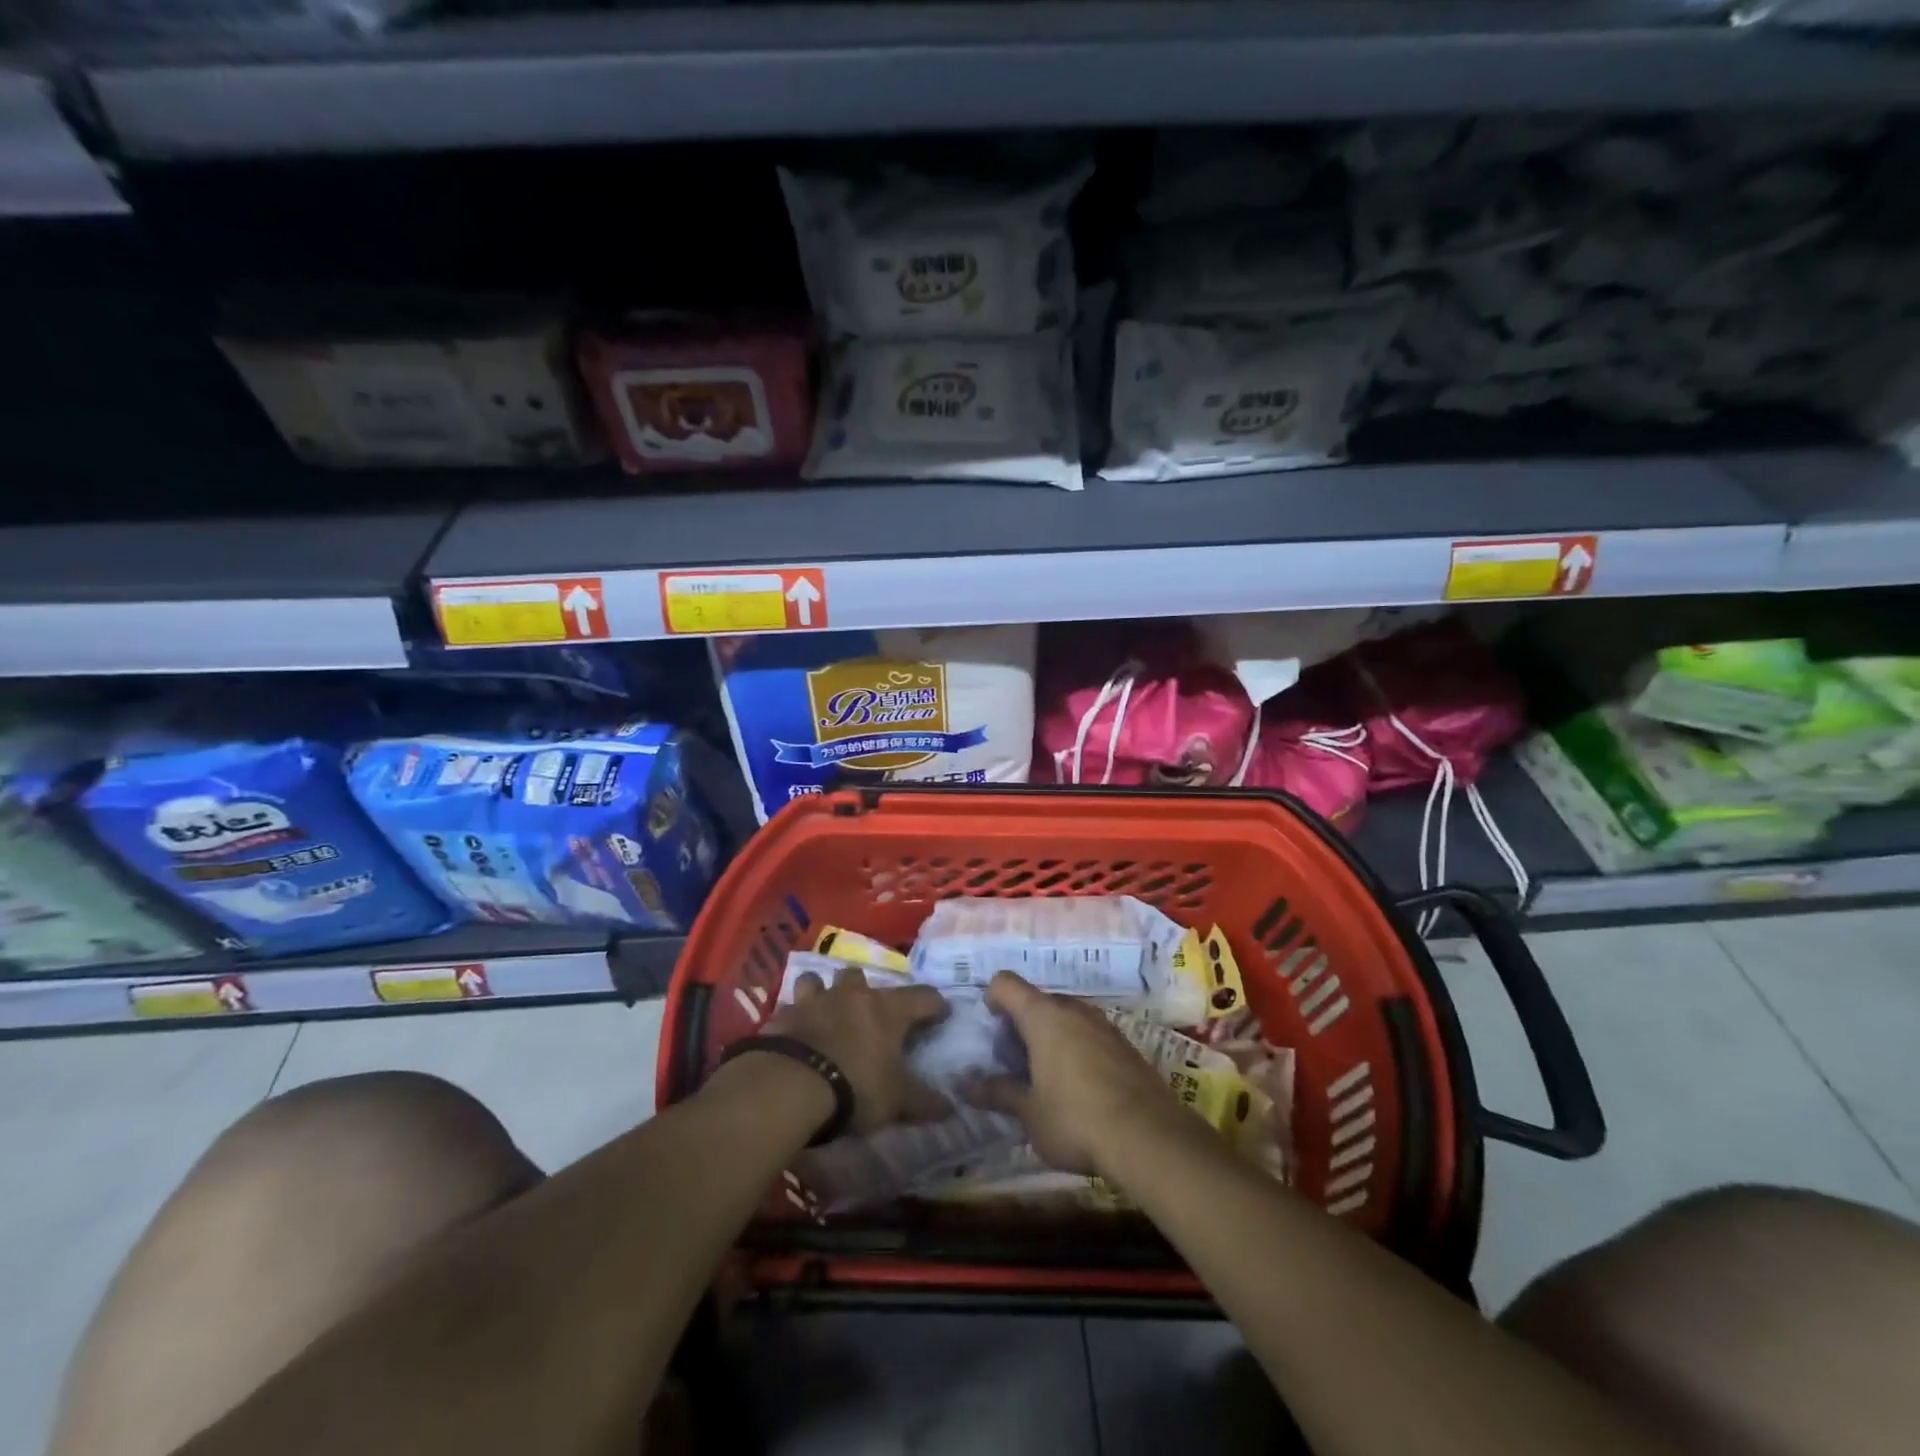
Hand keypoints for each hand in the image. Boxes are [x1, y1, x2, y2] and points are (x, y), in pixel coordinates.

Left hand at [761, 965, 949, 1131]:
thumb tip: (950, 1108)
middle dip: (866, 990)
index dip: (934, 1005)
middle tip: (870, 1014)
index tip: (940, 1014)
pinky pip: (790, 1007)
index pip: (923, 996)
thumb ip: (923, 1101)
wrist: (790, 1085)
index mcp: (887, 1009)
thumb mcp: (896, 1101)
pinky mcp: (783, 1014)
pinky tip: (794, 1032)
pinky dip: (795, 1017)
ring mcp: (815, 1000)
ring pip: (820, 980)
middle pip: (862, 976)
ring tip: (825, 1011)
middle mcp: (852, 994)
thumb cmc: (855, 1087)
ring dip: (824, 992)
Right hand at [963, 971, 1188, 1176]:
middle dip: (1022, 1025)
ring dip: (1051, 1037)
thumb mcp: (1029, 1113)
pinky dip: (1077, 1049)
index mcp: (1043, 1016)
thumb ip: (998, 1093)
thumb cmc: (1075, 1119)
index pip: (1006, 984)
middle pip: (1038, 1001)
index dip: (993, 999)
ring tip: (1046, 1078)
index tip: (992, 1028)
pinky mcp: (1126, 1045)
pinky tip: (1080, 1088)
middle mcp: (1073, 1010)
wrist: (1150, 1138)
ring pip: (1067, 1018)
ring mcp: (1104, 1025)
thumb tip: (967, 1085)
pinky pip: (1090, 1035)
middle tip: (1015, 1063)